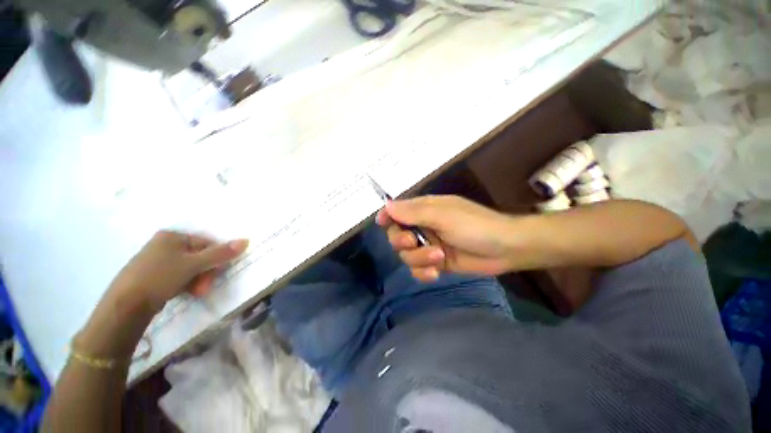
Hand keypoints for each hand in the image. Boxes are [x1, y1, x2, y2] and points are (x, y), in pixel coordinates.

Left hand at [78, 231, 248, 357]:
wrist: (124, 306)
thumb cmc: (160, 277)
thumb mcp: (193, 264)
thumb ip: (220, 253)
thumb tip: (246, 241)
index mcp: (172, 236)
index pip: (207, 243)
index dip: (215, 259)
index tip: (215, 275)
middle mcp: (164, 244)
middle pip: (198, 256)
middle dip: (205, 273)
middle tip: (203, 287)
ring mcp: (156, 259)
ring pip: (189, 268)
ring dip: (197, 280)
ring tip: (194, 292)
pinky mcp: (151, 274)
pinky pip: (177, 275)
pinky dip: (184, 284)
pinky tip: (182, 292)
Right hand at [377, 195, 516, 281]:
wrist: (505, 249)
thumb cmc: (475, 226)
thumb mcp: (443, 215)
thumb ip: (414, 212)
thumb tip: (387, 206)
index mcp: (424, 210)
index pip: (397, 211)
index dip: (387, 216)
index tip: (381, 223)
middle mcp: (424, 227)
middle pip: (397, 236)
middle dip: (402, 242)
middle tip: (414, 243)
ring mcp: (429, 246)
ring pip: (407, 256)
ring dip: (419, 259)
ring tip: (439, 258)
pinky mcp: (437, 262)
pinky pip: (418, 270)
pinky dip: (424, 272)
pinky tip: (436, 273)